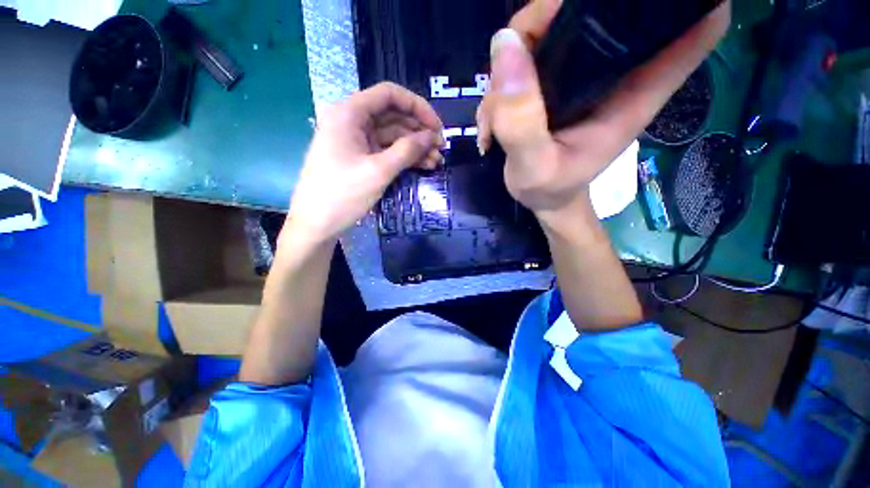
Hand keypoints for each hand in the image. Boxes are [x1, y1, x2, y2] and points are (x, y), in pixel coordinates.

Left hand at [284, 82, 443, 246]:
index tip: (437, 127)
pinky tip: (423, 166)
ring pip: (392, 136)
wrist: (316, 224)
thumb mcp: (378, 171)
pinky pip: (386, 151)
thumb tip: (432, 136)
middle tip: (441, 149)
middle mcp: (352, 121)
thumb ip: (407, 150)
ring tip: (436, 162)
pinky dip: (404, 158)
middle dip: (419, 131)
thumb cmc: (342, 194)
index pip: (389, 94)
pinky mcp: (359, 158)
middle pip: (393, 116)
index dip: (418, 107)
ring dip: (415, 147)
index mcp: (350, 113)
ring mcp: (356, 141)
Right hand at [477, 0, 730, 222]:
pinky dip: (502, 80)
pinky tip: (493, 120)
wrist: (544, 198)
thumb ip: (522, 121)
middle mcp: (615, 69)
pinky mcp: (556, 78)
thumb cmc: (550, 189)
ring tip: (495, 120)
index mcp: (637, 90)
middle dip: (548, 19)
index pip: (694, 24)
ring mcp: (582, 71)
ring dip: (512, 63)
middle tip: (513, 67)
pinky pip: (526, 54)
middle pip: (600, 4)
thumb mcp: (534, 168)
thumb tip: (506, 46)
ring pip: (551, 27)